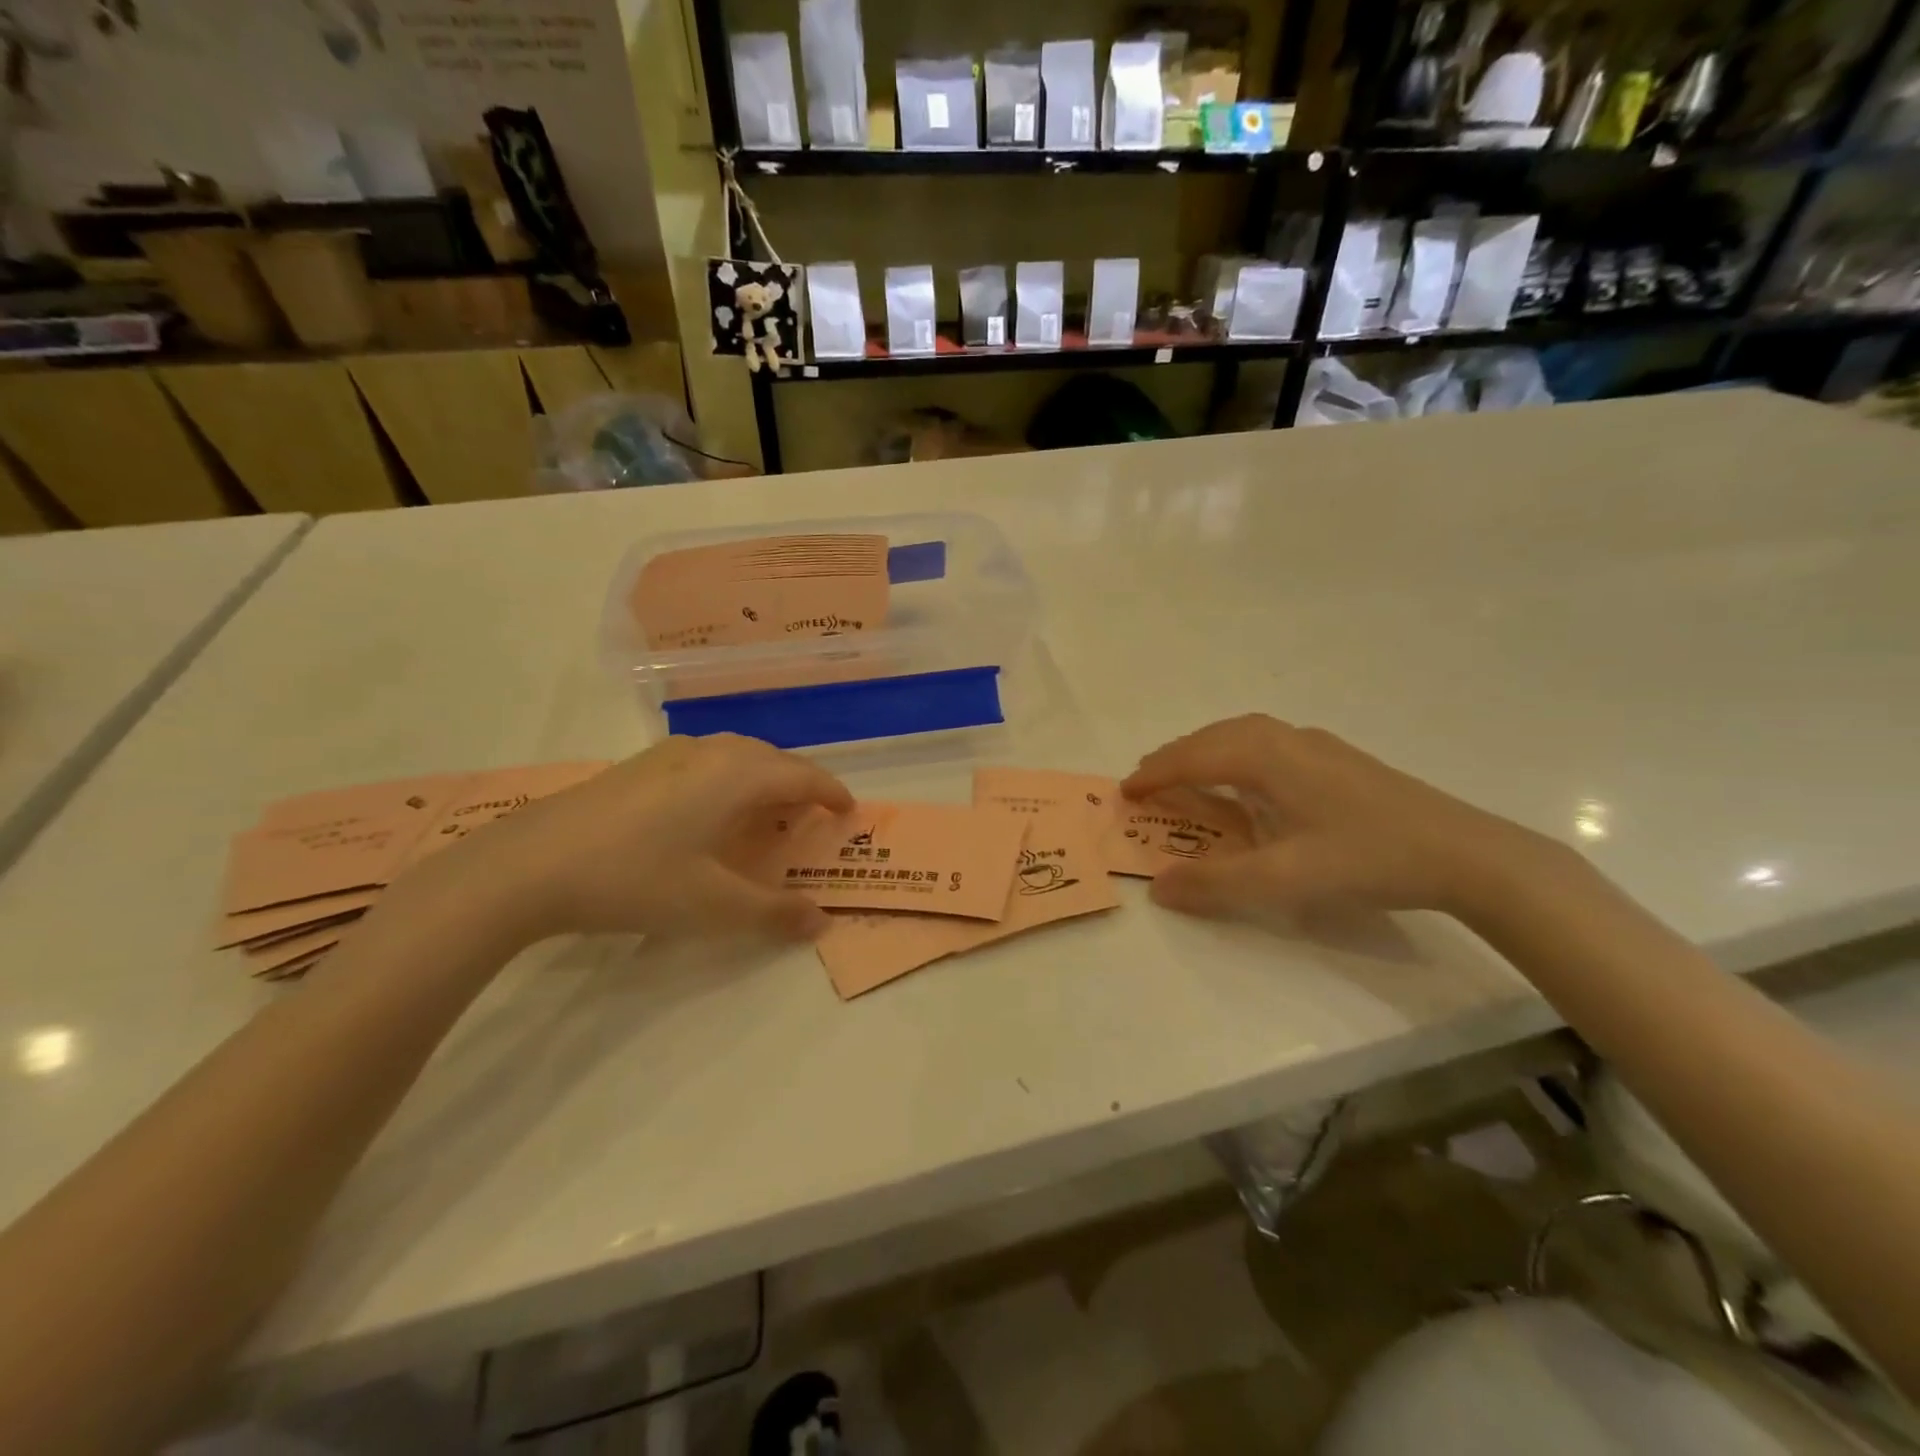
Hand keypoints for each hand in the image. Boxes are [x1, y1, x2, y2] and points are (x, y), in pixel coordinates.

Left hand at [423, 734, 850, 944]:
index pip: (804, 776)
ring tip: (763, 814)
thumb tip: (821, 922)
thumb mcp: (712, 906)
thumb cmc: (635, 878)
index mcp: (738, 775)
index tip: (849, 812)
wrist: (527, 864)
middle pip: (773, 759)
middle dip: (799, 785)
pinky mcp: (637, 766)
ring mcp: (669, 754)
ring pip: (736, 756)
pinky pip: (704, 762)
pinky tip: (706, 813)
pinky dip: (726, 781)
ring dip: (761, 780)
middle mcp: (710, 752)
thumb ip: (774, 912)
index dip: (832, 793)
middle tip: (810, 818)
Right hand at [1122, 715, 1554, 923]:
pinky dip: (1235, 754)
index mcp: (1267, 757)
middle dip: (1174, 757)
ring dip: (1205, 751)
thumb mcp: (1285, 880)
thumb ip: (1216, 883)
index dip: (1155, 774)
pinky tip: (1248, 780)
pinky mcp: (1338, 759)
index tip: (1124, 792)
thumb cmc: (1367, 859)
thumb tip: (1158, 886)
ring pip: (1242, 735)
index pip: (1193, 757)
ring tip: (1186, 775)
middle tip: (1146, 782)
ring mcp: (1316, 745)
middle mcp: (1286, 739)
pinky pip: (1266, 743)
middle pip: (1214, 737)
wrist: (1466, 853)